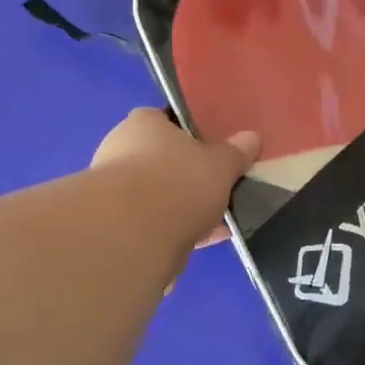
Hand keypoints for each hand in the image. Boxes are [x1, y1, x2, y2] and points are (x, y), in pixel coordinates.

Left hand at [90, 108, 260, 252]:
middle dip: (189, 177)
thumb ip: (236, 152)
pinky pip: (151, 224)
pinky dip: (173, 232)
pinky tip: (199, 244)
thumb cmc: (178, 182)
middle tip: (218, 190)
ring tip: (217, 224)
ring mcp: (113, 190)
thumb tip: (251, 138)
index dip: (192, 134)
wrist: (131, 235)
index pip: (167, 120)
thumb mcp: (221, 164)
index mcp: (143, 123)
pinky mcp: (114, 225)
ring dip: (182, 209)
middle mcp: (121, 150)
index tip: (213, 152)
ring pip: (157, 196)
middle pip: (162, 161)